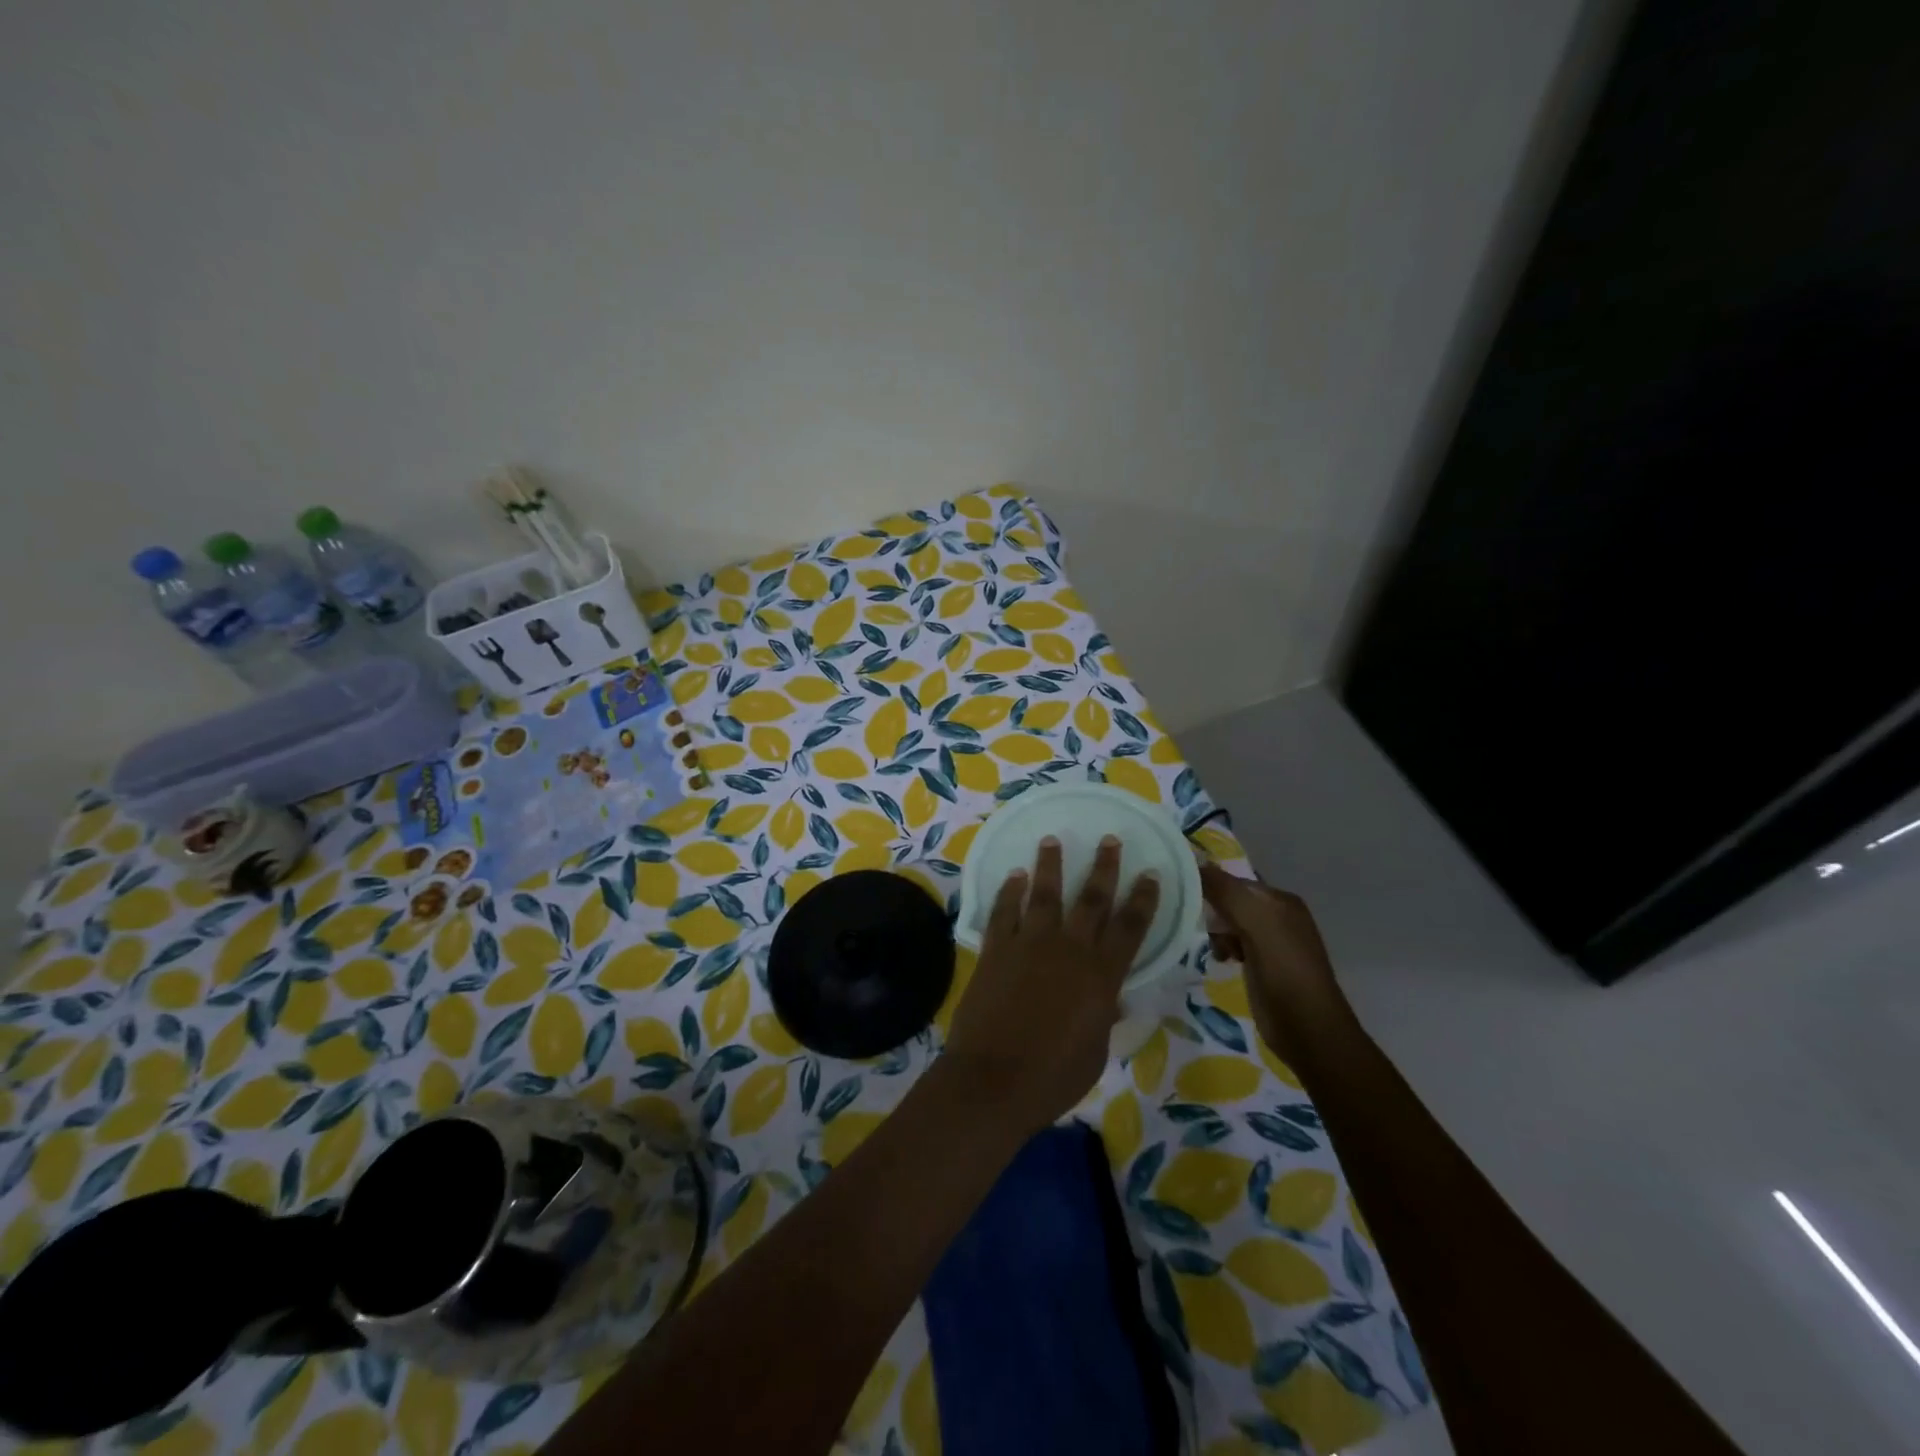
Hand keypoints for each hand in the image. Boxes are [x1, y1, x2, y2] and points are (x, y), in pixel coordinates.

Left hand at [944, 836, 1160, 1135]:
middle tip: (1109, 839)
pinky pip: (1004, 911)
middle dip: (1103, 867)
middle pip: (1091, 899)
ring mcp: (1028, 945)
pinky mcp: (996, 950)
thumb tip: (1112, 1000)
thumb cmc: (1052, 1078)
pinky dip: (1008, 891)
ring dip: (1050, 865)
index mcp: (1101, 976)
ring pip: (1044, 894)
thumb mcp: (1094, 1052)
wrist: (993, 1081)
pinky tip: (1013, 876)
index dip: (1143, 899)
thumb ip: (1103, 1018)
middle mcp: (1068, 950)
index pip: (1130, 928)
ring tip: (1052, 840)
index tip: (1150, 874)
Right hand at [1200, 863, 1349, 1065]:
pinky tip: (1221, 960)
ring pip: (1231, 924)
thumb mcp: (1255, 924)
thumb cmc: (1283, 972)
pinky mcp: (1264, 966)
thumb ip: (1226, 892)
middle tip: (1202, 928)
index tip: (1184, 898)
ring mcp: (1272, 942)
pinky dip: (1224, 948)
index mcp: (1281, 900)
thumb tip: (1196, 863)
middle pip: (1231, 901)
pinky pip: (1235, 944)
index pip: (1235, 881)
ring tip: (1216, 950)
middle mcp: (1279, 916)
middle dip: (1213, 912)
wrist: (1308, 1030)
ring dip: (1217, 933)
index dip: (1210, 886)